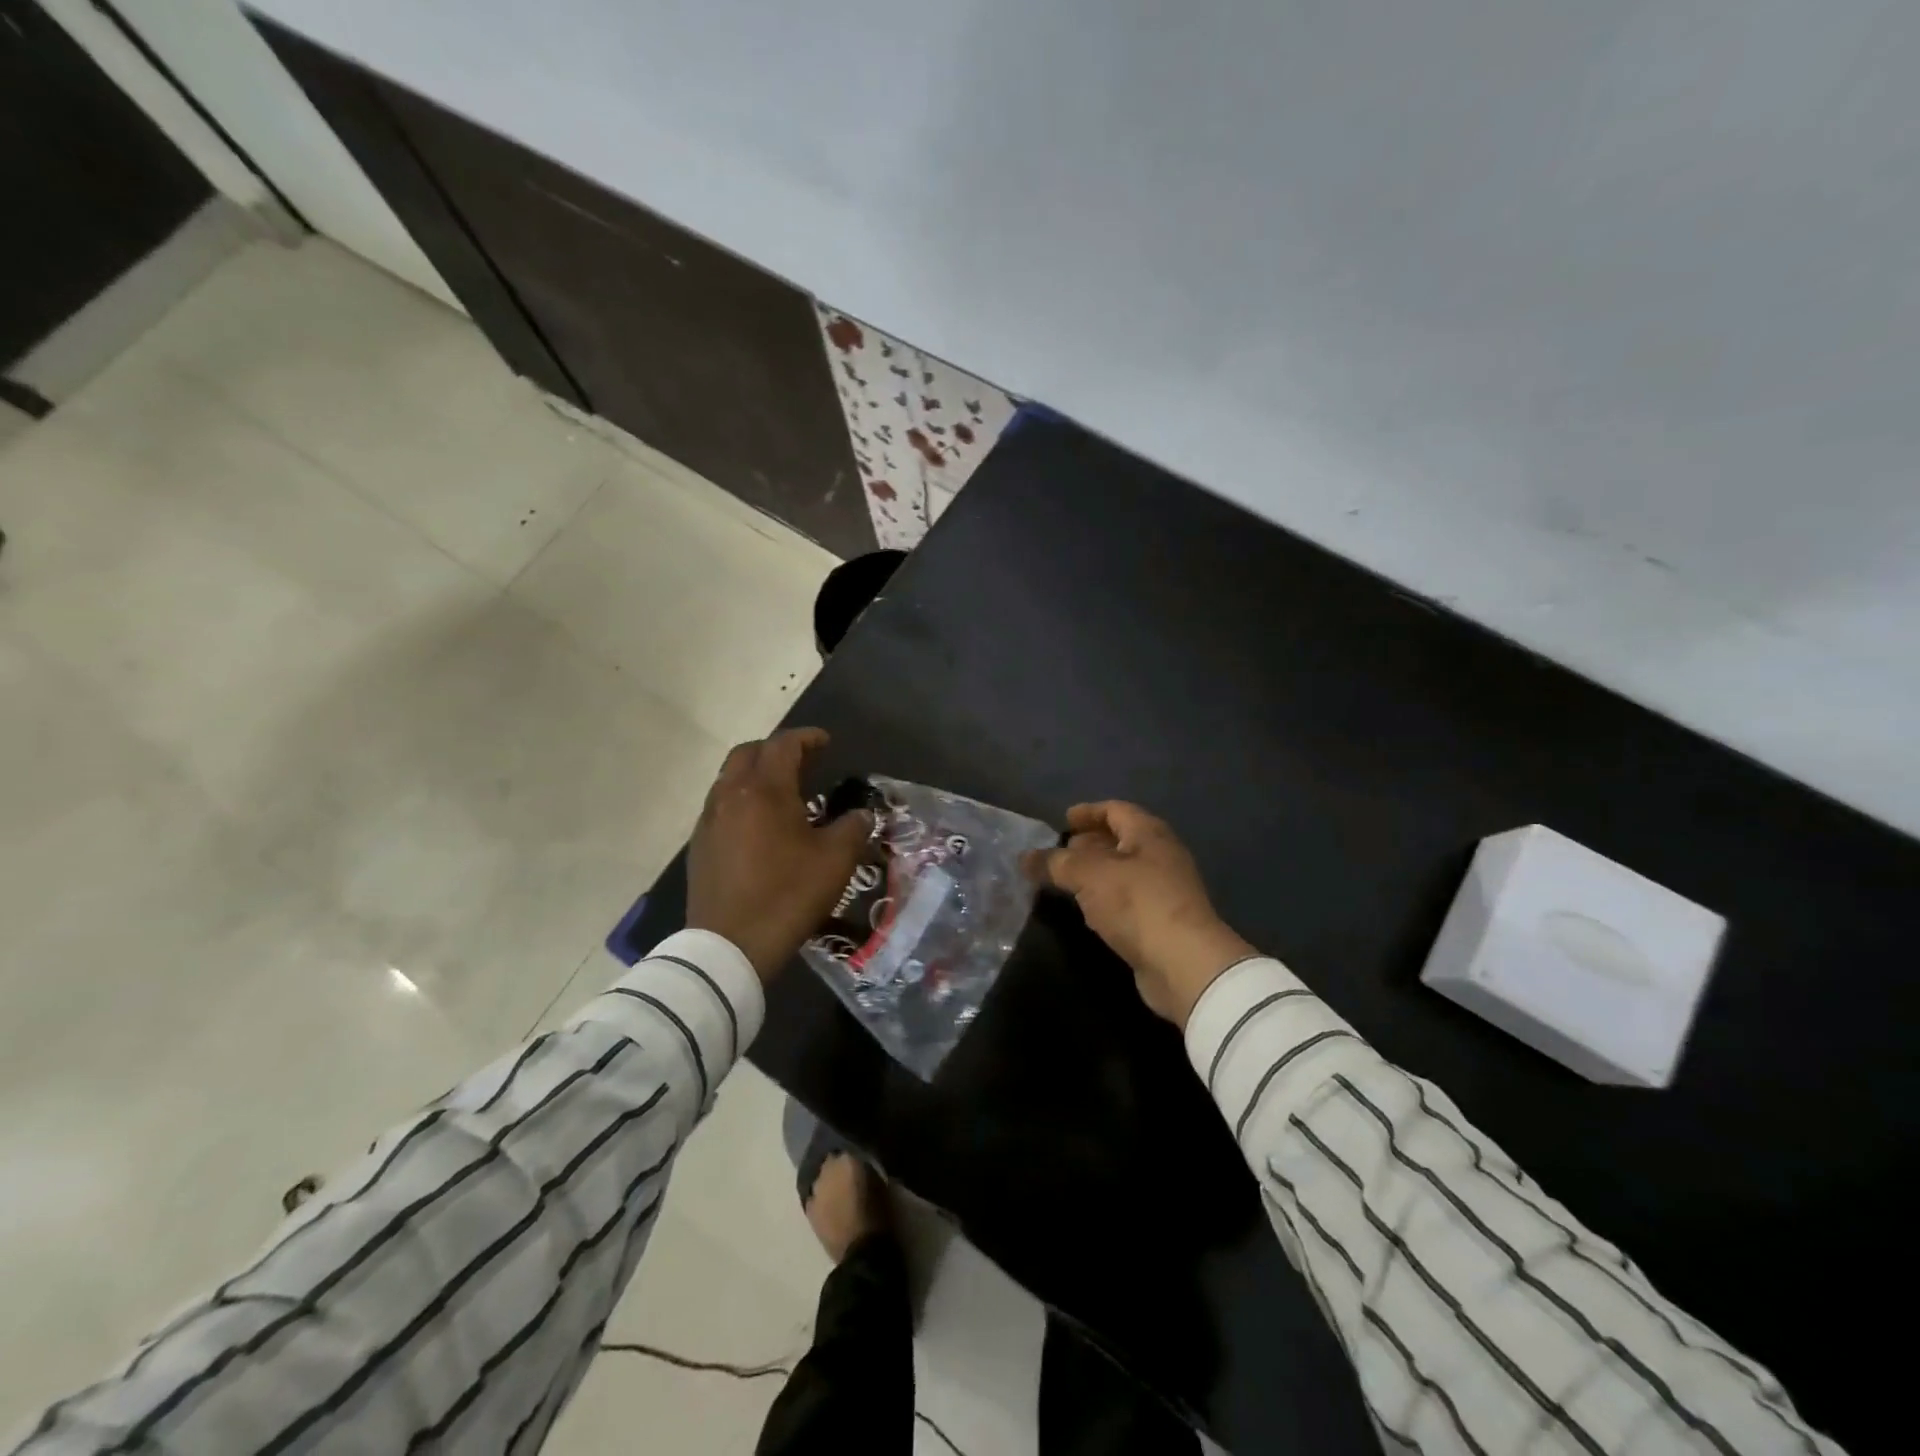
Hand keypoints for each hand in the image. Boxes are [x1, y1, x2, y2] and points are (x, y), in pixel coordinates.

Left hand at [685, 728, 873, 981]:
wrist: (730, 946)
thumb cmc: (788, 894)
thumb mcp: (836, 861)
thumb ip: (853, 828)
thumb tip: (860, 814)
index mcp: (765, 790)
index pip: (784, 745)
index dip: (807, 738)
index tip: (826, 742)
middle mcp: (730, 795)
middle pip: (749, 753)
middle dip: (776, 750)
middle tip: (804, 763)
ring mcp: (709, 820)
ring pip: (729, 779)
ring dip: (756, 775)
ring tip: (783, 793)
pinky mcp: (699, 846)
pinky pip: (721, 806)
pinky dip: (742, 801)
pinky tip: (759, 826)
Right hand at [1028, 802, 1255, 1028]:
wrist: (1184, 963)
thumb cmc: (1137, 904)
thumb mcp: (1088, 875)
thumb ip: (1055, 863)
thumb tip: (1024, 857)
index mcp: (1149, 834)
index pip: (1115, 810)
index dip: (1088, 812)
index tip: (1063, 820)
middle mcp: (1160, 856)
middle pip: (1121, 840)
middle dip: (1090, 843)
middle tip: (1060, 852)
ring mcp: (1164, 890)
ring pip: (1123, 872)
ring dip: (1095, 873)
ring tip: (1065, 881)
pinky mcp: (1161, 922)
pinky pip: (1127, 899)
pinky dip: (1105, 898)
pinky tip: (1087, 910)